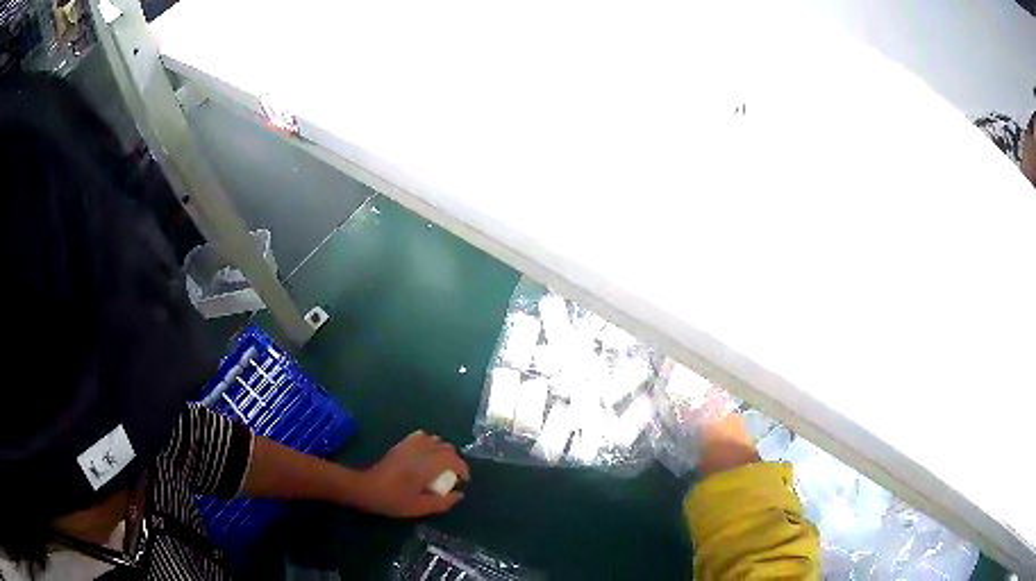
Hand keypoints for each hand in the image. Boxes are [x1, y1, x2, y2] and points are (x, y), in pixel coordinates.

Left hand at [352, 430, 470, 517]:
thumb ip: (443, 502)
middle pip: (447, 447)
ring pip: (436, 440)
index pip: (453, 459)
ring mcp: (410, 445)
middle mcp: (421, 451)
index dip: (463, 469)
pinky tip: (427, 456)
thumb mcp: (420, 507)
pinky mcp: (402, 444)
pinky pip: (422, 437)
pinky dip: (430, 443)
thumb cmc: (394, 500)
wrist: (367, 488)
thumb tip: (459, 494)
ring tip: (442, 466)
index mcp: (427, 466)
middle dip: (455, 460)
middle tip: (453, 475)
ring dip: (443, 451)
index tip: (464, 480)